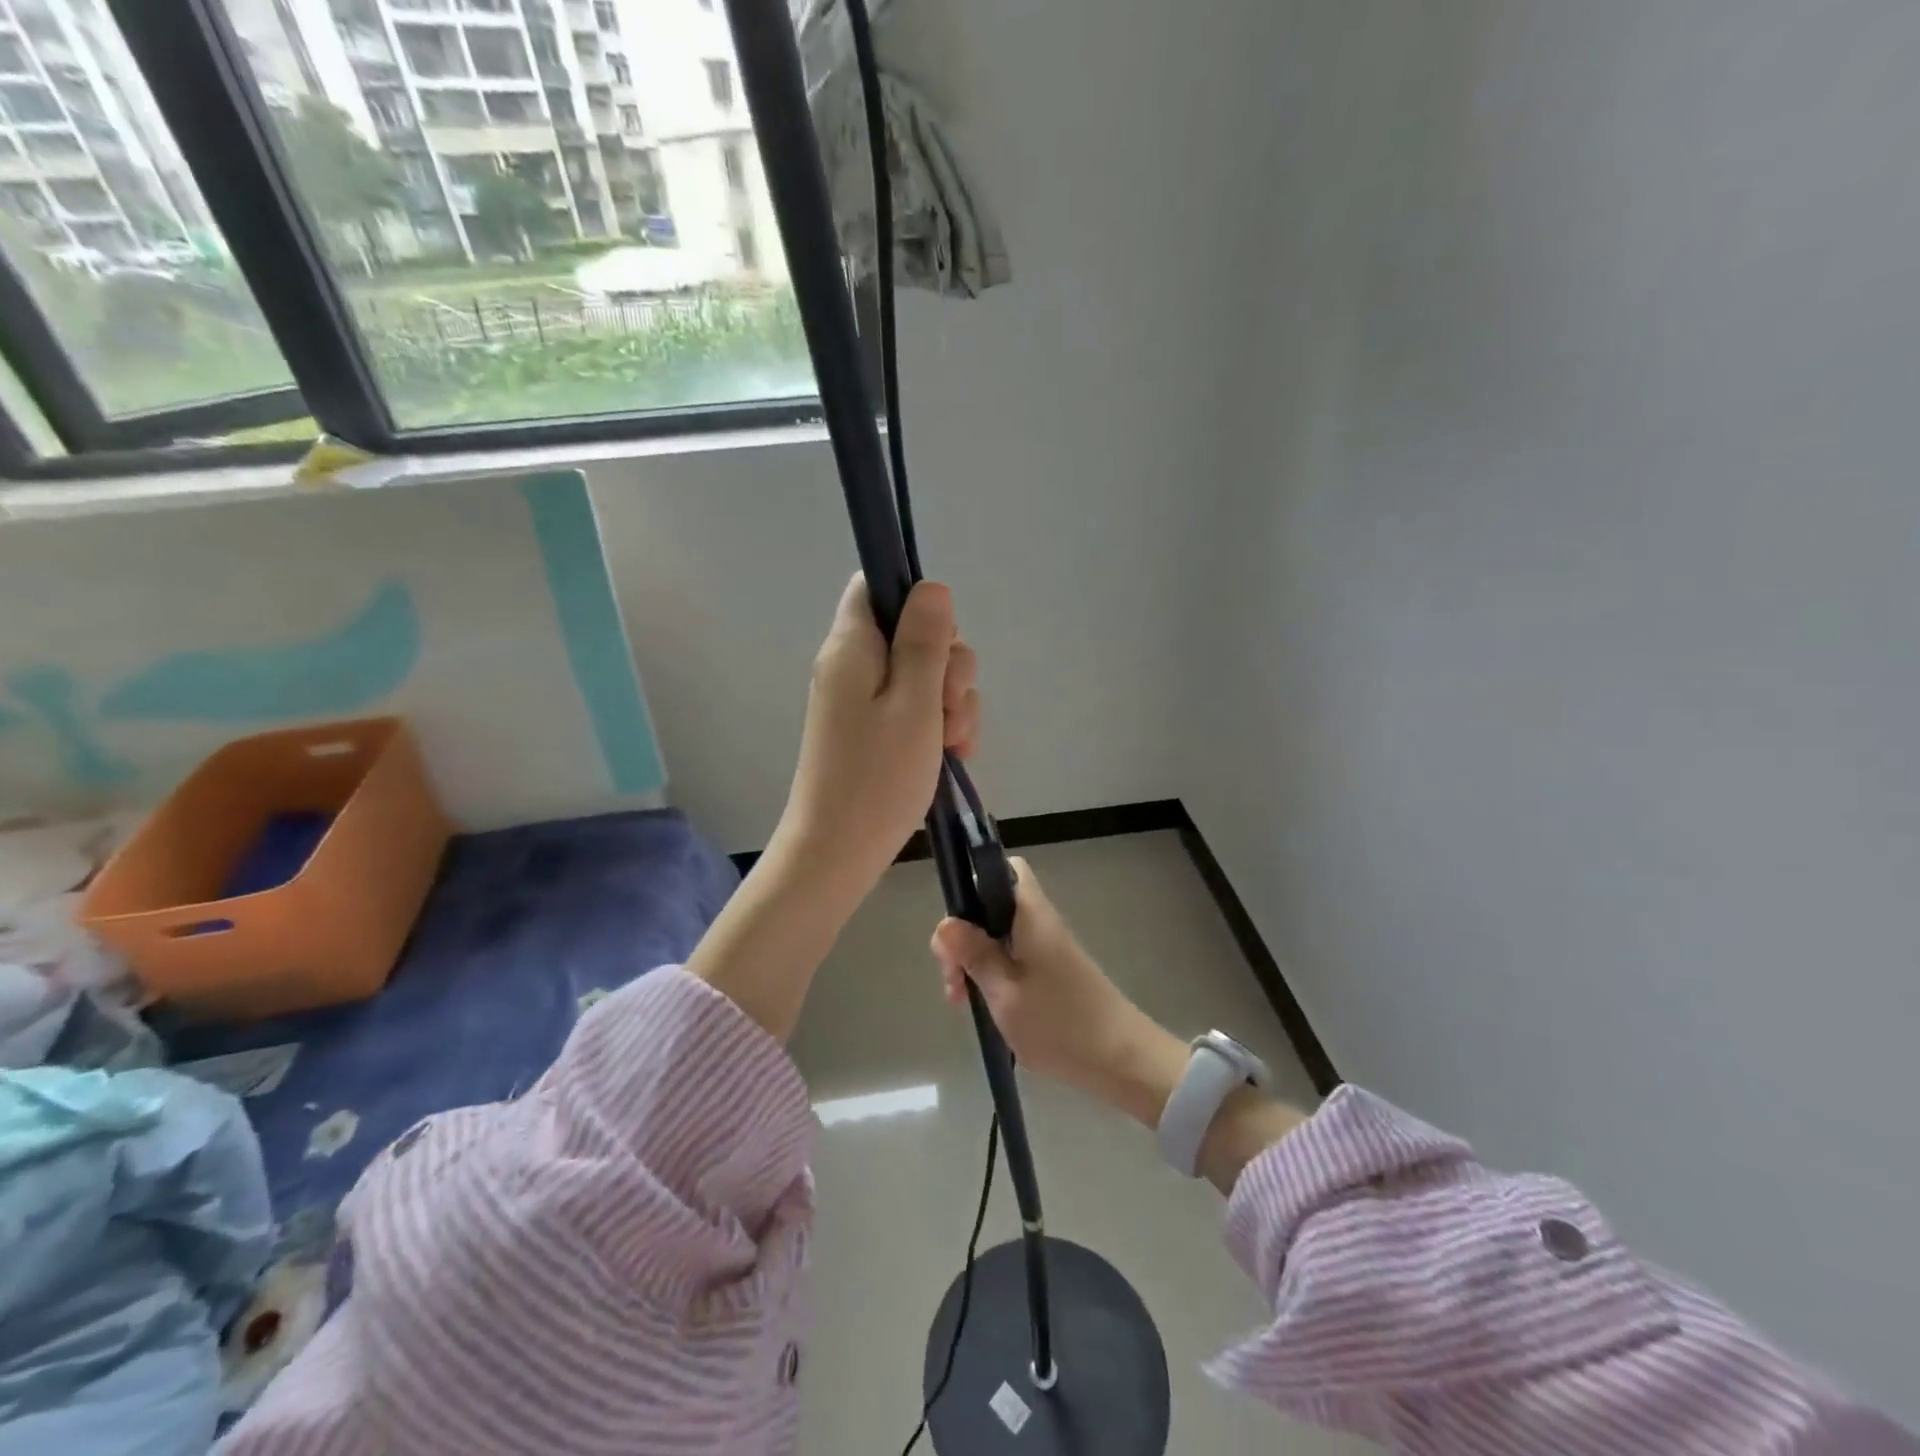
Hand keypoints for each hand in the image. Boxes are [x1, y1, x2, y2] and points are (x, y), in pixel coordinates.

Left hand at [775, 573, 978, 902]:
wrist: (838, 853)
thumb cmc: (877, 777)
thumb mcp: (915, 703)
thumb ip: (925, 641)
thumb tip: (932, 587)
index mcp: (852, 647)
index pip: (876, 587)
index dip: (916, 601)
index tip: (942, 642)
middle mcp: (853, 666)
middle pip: (912, 633)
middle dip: (948, 666)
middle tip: (950, 708)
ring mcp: (862, 702)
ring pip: (923, 676)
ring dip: (952, 703)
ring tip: (952, 744)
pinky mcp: (874, 732)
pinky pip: (915, 709)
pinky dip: (938, 726)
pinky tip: (953, 755)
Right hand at [930, 859, 1165, 1100]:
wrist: (1121, 1060)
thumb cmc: (1059, 1023)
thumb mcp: (1004, 992)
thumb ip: (974, 954)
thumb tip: (944, 921)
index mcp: (1029, 913)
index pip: (1000, 869)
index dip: (971, 884)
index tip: (954, 929)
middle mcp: (1038, 921)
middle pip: (989, 906)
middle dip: (963, 936)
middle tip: (953, 978)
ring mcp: (1047, 946)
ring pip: (997, 935)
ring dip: (974, 961)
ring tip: (962, 1001)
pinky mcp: (1051, 970)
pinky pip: (1011, 957)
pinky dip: (992, 975)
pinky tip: (984, 1006)